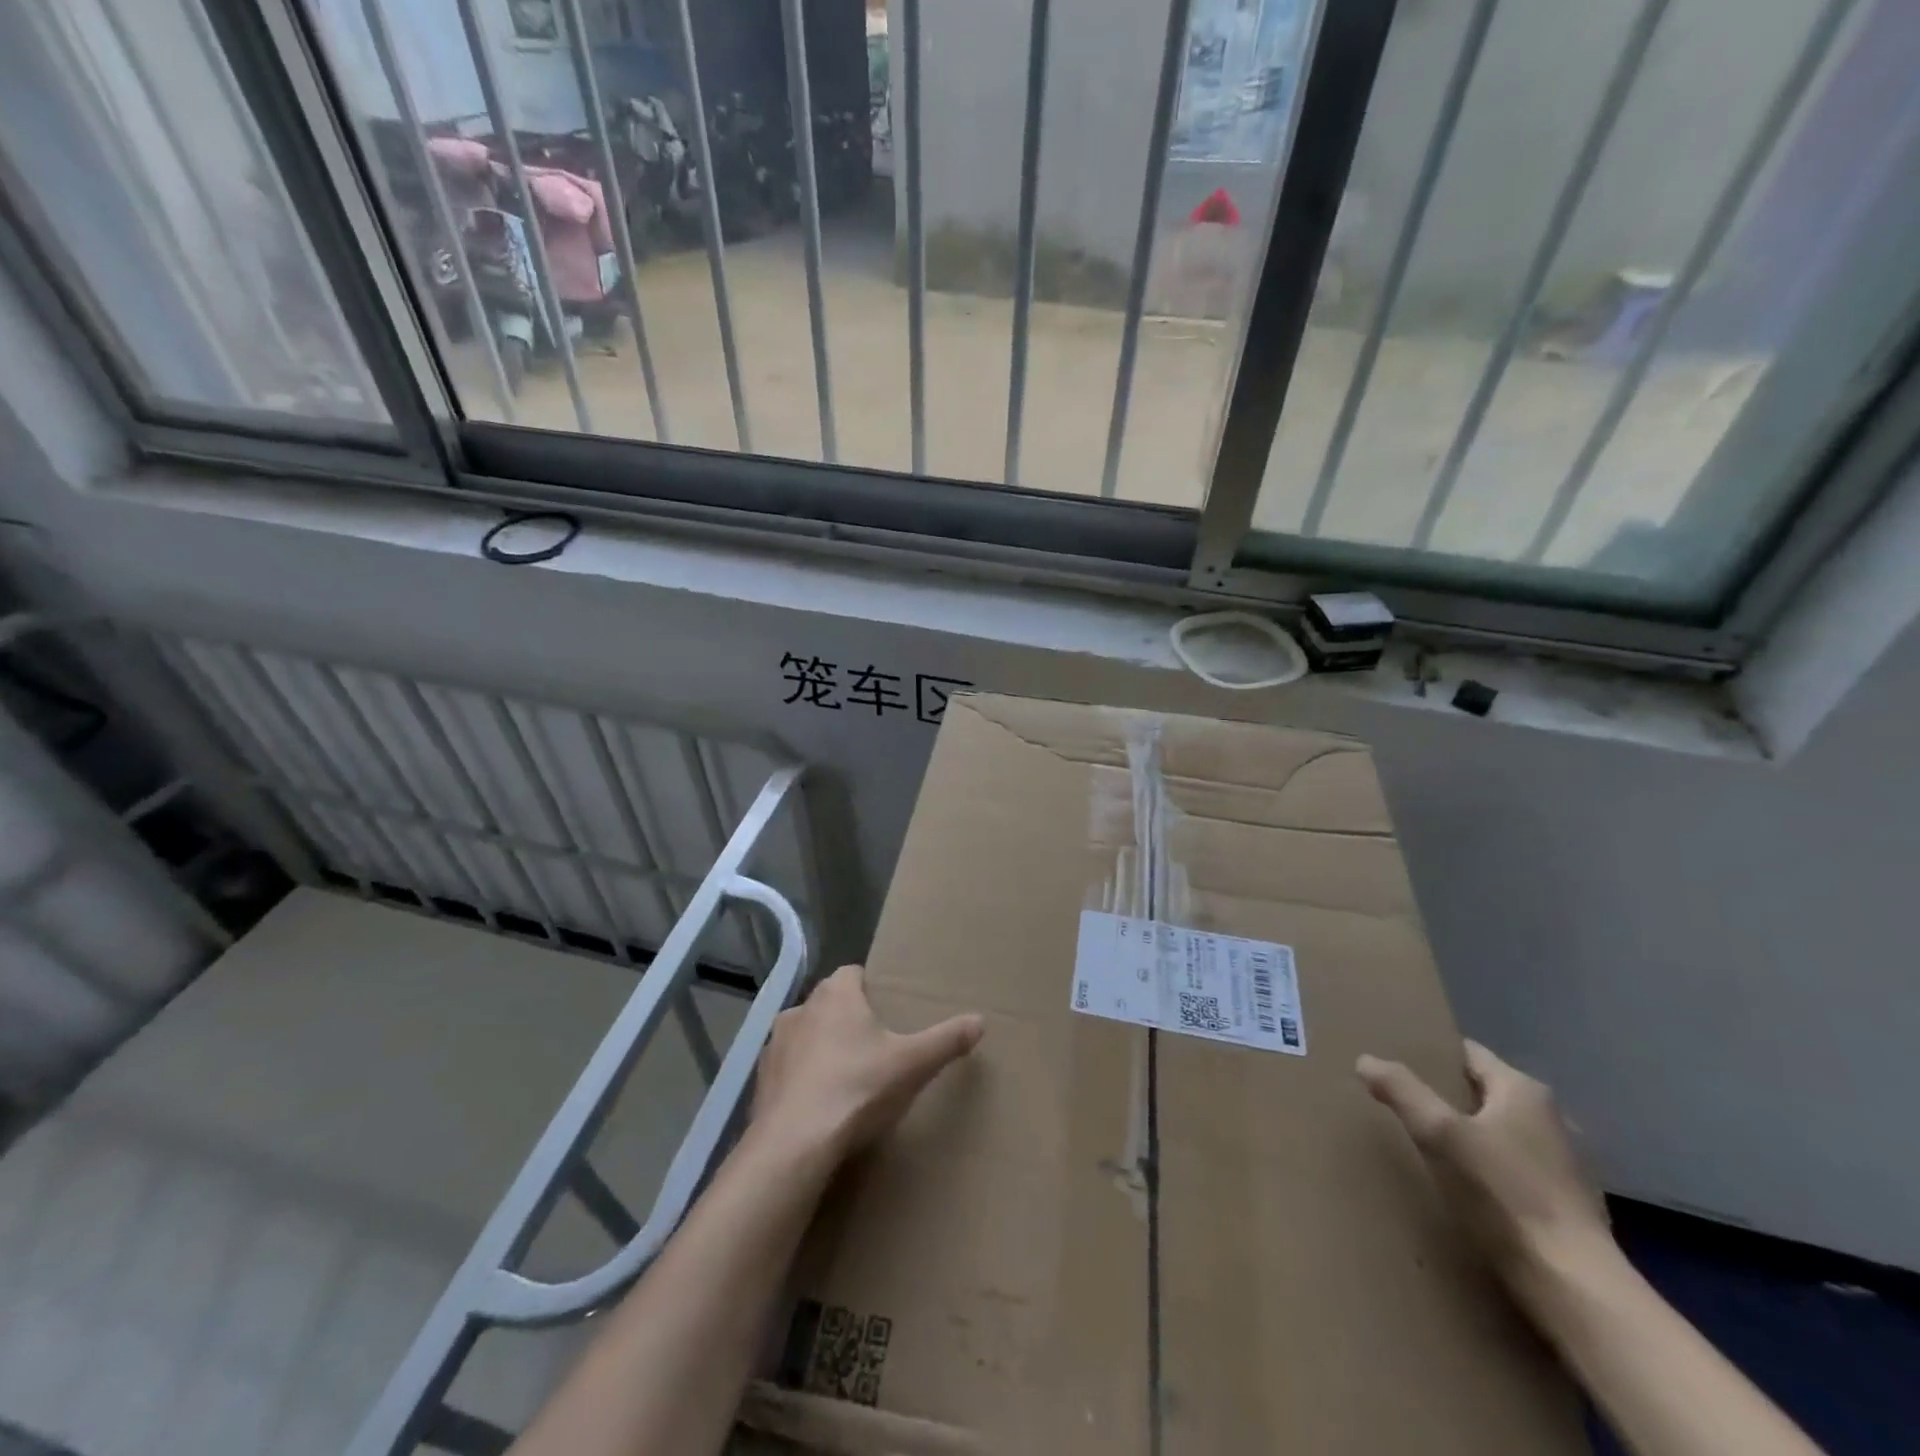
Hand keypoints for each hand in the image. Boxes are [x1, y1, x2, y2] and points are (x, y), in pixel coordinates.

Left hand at [751, 965, 983, 1168]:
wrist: (793, 1145)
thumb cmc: (857, 1088)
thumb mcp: (912, 1064)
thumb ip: (947, 1040)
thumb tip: (980, 1021)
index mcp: (836, 995)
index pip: (853, 973)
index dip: (870, 988)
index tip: (886, 1010)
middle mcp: (801, 1009)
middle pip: (829, 1003)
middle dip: (848, 1019)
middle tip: (874, 1047)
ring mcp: (776, 1045)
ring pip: (805, 1035)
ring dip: (821, 1048)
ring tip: (846, 1078)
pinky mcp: (761, 1080)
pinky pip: (787, 1069)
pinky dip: (801, 1079)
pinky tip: (818, 1106)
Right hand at [1356, 1040, 1615, 1299]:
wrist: (1574, 1288)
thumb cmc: (1504, 1196)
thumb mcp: (1439, 1133)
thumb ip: (1400, 1090)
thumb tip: (1366, 1060)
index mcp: (1524, 1091)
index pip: (1467, 1053)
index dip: (1430, 1054)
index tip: (1396, 1062)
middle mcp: (1551, 1118)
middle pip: (1482, 1092)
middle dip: (1444, 1095)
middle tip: (1402, 1103)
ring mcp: (1564, 1164)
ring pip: (1499, 1132)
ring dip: (1467, 1135)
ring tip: (1428, 1146)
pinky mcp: (1568, 1205)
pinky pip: (1514, 1169)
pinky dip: (1488, 1169)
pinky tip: (1465, 1188)